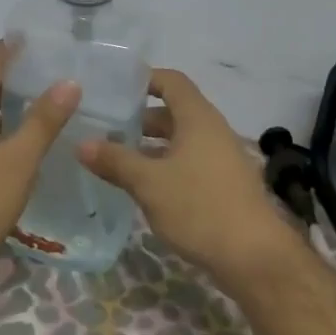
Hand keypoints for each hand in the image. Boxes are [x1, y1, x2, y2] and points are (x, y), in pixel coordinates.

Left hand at [0, 42, 80, 283]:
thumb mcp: (18, 162)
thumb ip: (43, 121)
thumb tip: (69, 81)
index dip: (12, 47)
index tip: (43, 38)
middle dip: (15, 74)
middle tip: (54, 69)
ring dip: (9, 102)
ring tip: (46, 100)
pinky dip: (0, 126)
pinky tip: (22, 140)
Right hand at [77, 68, 302, 286]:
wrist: (254, 255)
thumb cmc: (199, 207)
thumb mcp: (149, 183)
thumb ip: (115, 161)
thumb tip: (81, 143)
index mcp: (198, 118)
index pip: (172, 81)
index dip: (144, 79)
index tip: (114, 88)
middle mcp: (212, 130)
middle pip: (174, 111)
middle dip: (139, 118)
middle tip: (105, 127)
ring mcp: (221, 158)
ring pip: (180, 140)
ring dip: (150, 145)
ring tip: (115, 157)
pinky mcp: (223, 183)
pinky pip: (189, 161)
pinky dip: (165, 165)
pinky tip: (142, 185)